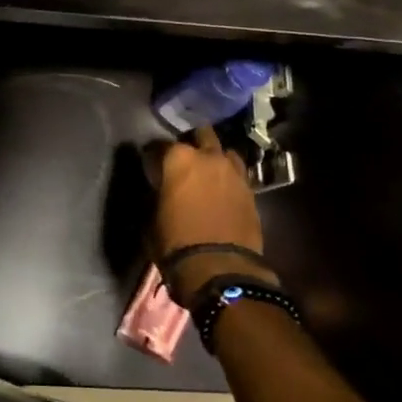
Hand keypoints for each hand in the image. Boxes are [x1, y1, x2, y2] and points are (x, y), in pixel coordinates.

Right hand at [153, 126, 274, 302]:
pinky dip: (229, 178)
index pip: (161, 144)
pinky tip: (222, 190)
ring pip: (225, 152)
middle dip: (192, 142)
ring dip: (215, 158)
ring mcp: (234, 172)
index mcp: (179, 159)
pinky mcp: (251, 191)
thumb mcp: (151, 217)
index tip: (150, 163)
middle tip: (183, 159)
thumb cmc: (175, 241)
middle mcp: (209, 157)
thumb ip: (156, 194)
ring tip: (207, 172)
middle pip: (202, 135)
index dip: (154, 154)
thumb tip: (159, 188)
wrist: (219, 267)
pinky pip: (238, 175)